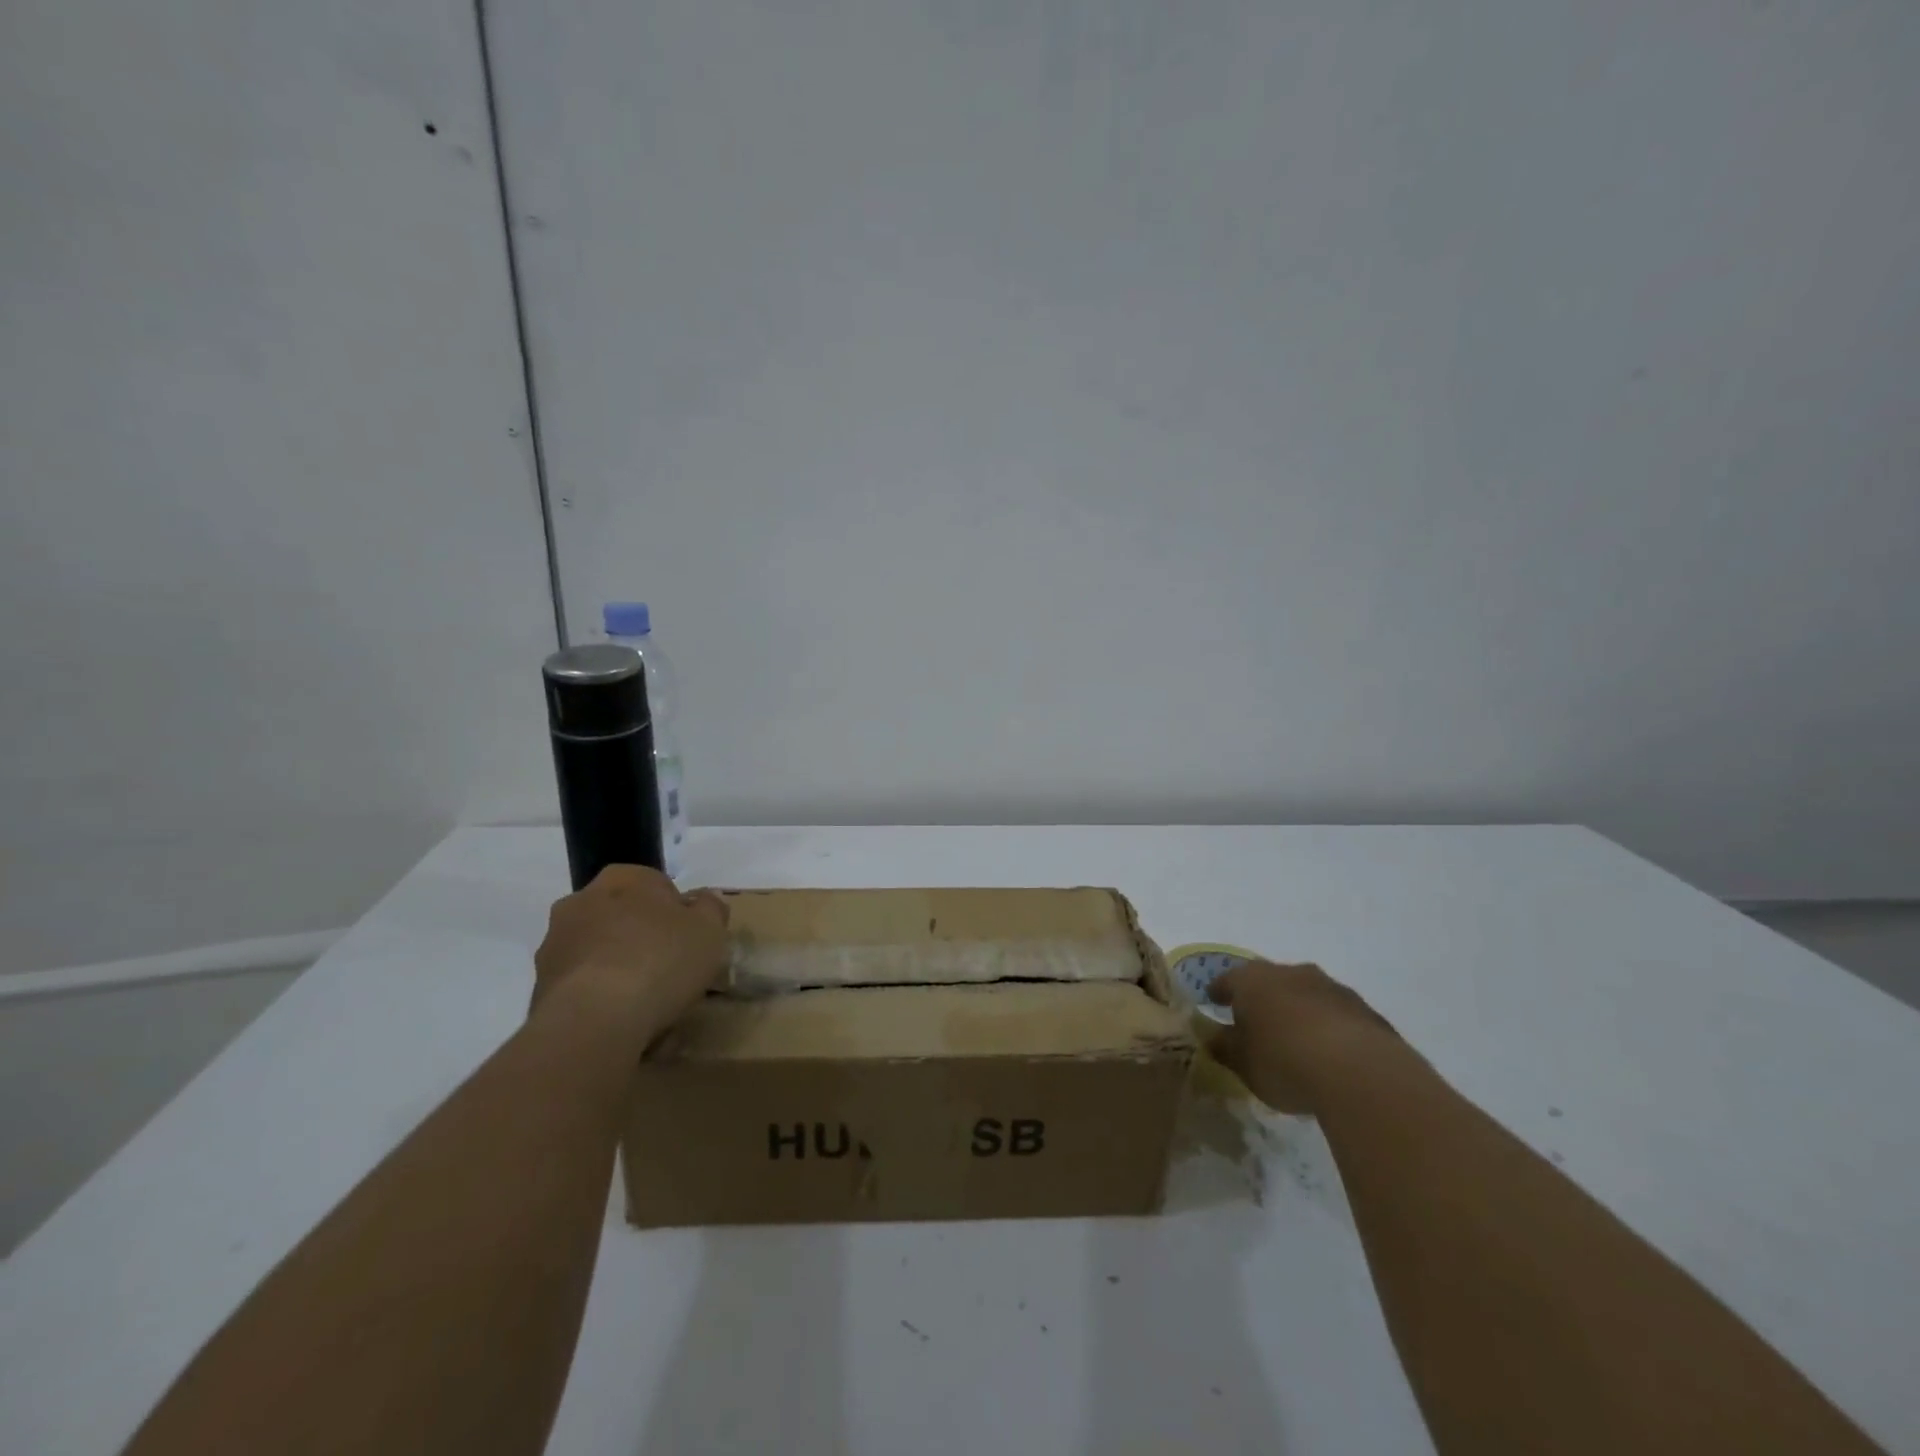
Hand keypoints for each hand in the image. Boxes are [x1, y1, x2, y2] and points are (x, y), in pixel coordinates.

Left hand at [533, 865, 729, 1043]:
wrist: (595, 1020)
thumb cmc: (660, 960)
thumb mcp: (710, 929)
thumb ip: (711, 908)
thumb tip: (703, 901)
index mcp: (622, 878)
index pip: (656, 885)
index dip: (676, 913)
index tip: (689, 940)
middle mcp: (580, 901)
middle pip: (622, 917)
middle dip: (641, 937)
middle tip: (669, 969)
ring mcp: (554, 946)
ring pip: (598, 952)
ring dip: (617, 968)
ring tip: (646, 1004)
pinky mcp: (539, 988)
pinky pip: (581, 987)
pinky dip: (599, 998)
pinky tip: (621, 1022)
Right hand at [1206, 961, 1400, 1114]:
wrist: (1359, 1072)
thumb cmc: (1283, 1061)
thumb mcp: (1241, 1062)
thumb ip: (1224, 1046)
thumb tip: (1213, 1037)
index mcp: (1252, 980)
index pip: (1228, 980)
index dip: (1219, 992)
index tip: (1213, 1000)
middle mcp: (1290, 973)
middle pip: (1269, 981)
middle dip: (1262, 998)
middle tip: (1256, 1020)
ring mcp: (1331, 988)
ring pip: (1306, 994)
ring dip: (1299, 1011)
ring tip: (1296, 1039)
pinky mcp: (1365, 1010)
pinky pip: (1337, 1015)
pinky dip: (1329, 1028)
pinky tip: (1331, 1054)